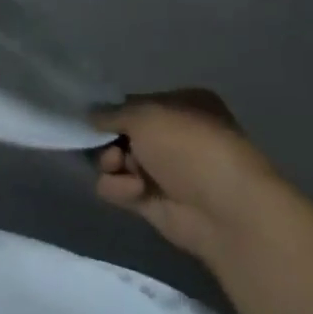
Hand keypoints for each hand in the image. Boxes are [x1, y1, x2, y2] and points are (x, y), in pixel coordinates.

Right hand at [92, 89, 277, 257]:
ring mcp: (161, 170)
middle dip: (108, 141)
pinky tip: (136, 192)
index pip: (134, 104)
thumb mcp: (146, 115)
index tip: (91, 120)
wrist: (222, 209)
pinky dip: (119, 189)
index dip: (112, 112)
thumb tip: (90, 116)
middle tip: (113, 149)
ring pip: (113, 162)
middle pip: (119, 135)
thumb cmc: (189, 148)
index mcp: (182, 105)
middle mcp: (172, 136)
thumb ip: (112, 113)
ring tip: (124, 170)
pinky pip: (117, 188)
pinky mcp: (149, 200)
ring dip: (111, 165)